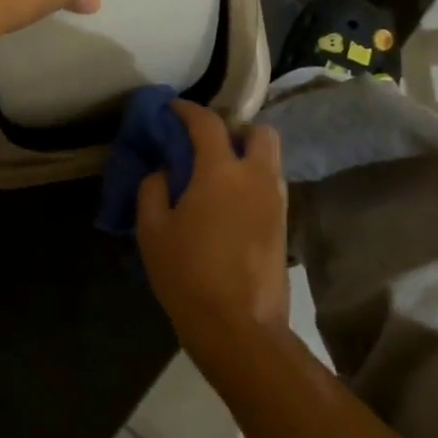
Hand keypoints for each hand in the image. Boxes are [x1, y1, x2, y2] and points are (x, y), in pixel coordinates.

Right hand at [136, 101, 288, 355]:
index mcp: (221, 172)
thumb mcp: (153, 231)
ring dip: (247, 155)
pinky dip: (253, 181)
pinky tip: (231, 204)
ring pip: (270, 159)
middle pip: (259, 131)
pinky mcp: (284, 225)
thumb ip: (153, 189)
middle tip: (208, 145)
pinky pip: (271, 186)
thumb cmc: (188, 275)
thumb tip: (164, 170)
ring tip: (217, 175)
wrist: (239, 327)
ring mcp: (276, 201)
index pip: (208, 123)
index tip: (172, 109)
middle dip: (235, 128)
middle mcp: (256, 177)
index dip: (188, 110)